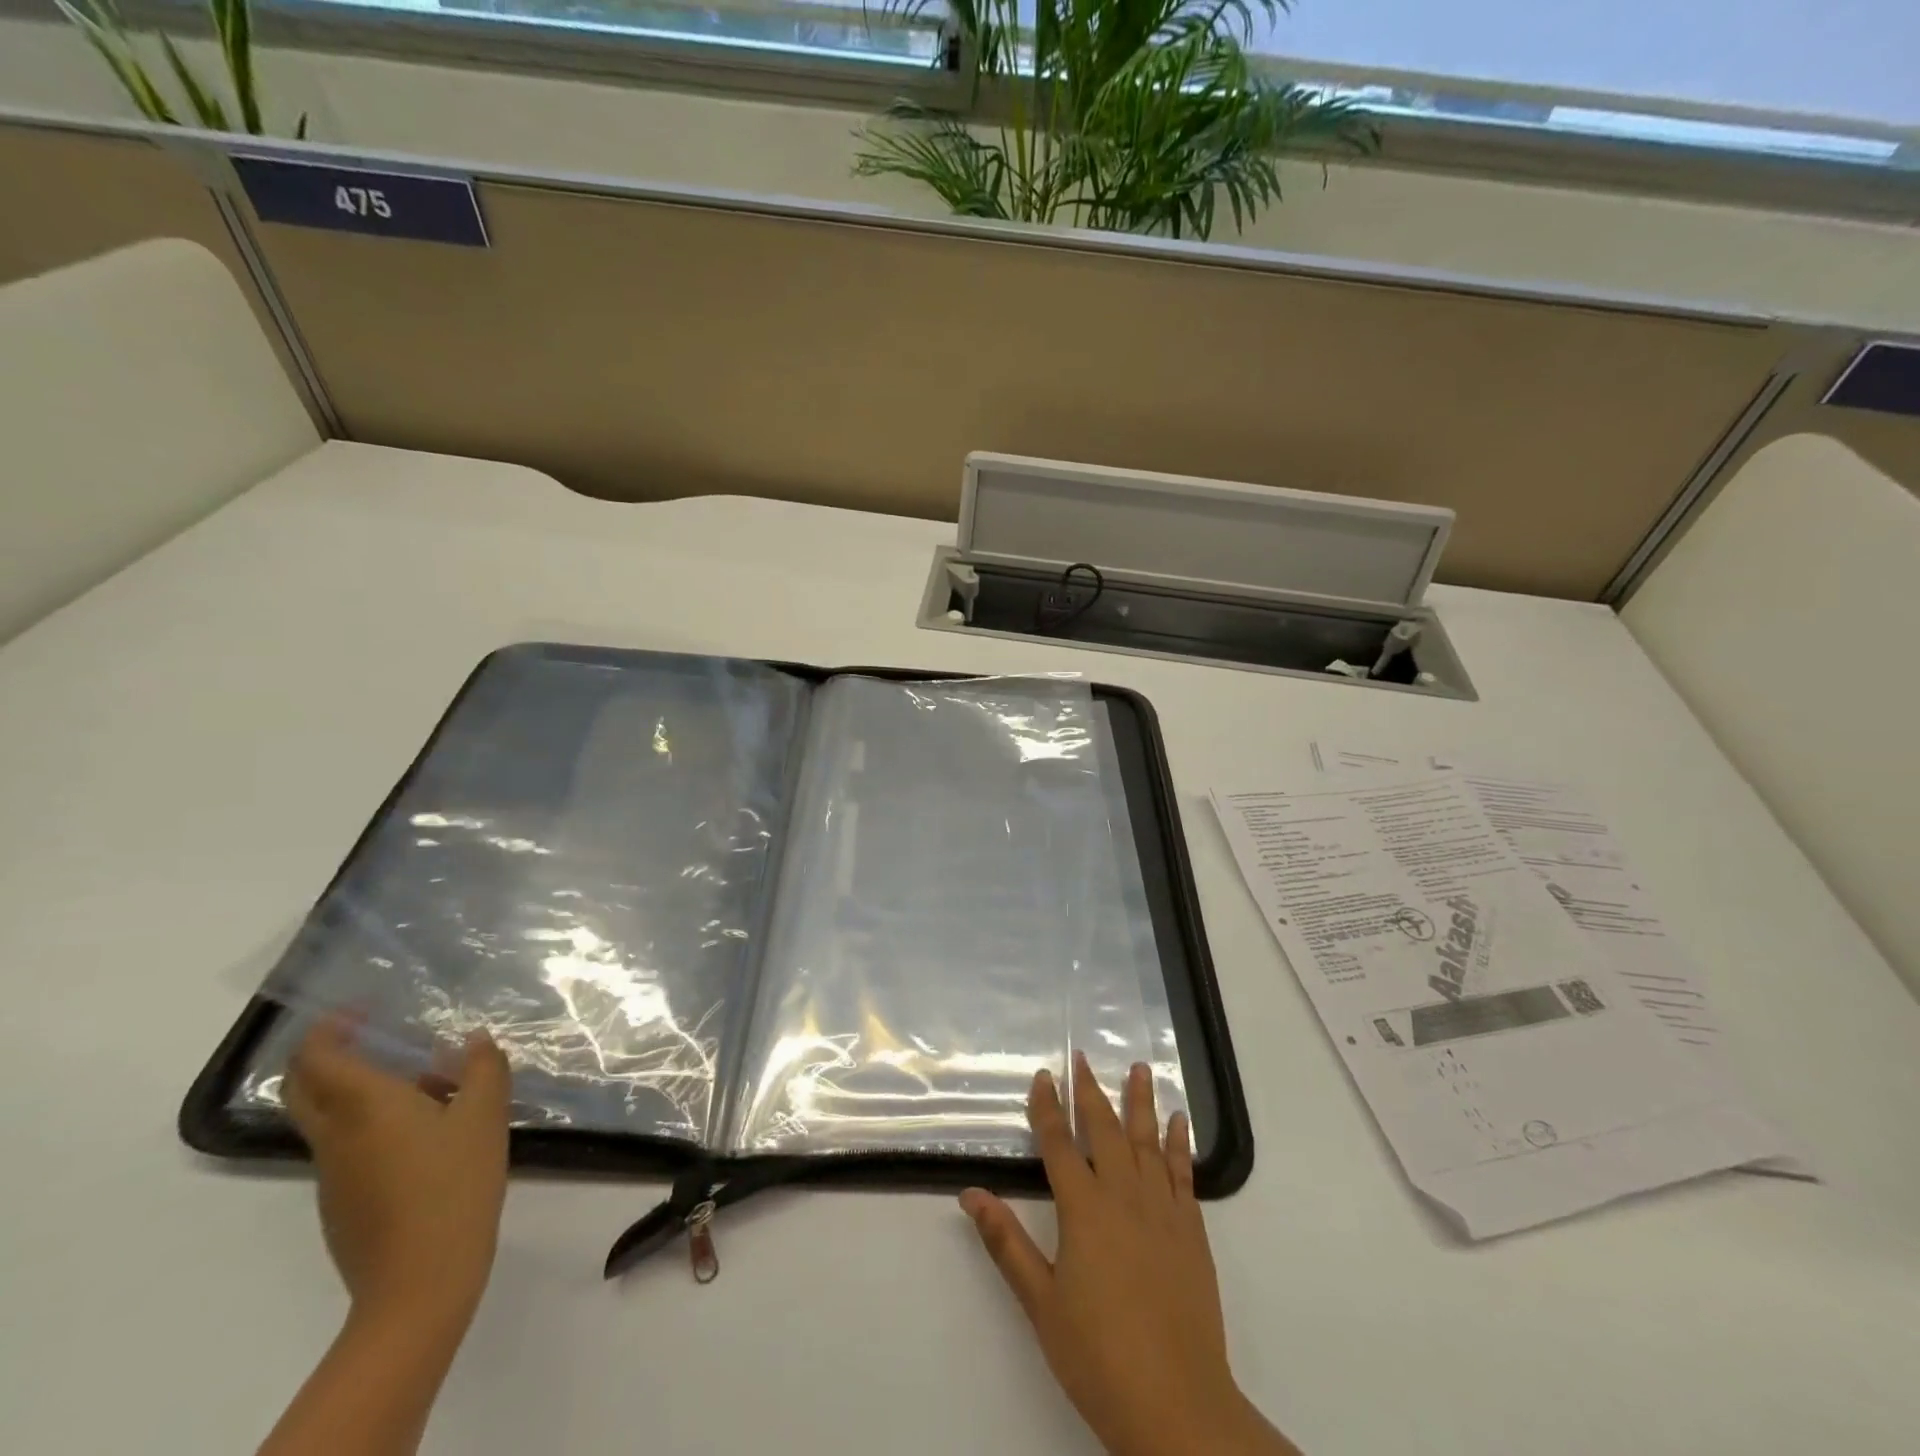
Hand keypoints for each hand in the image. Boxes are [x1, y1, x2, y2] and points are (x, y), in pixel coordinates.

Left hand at [284, 1020, 511, 1331]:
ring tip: (425, 1081)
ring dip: (357, 1088)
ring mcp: (333, 1174)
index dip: (329, 1028)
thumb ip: (483, 1068)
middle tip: (370, 1034)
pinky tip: (427, 1132)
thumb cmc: (453, 1184)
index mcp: (365, 1107)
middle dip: (324, 1054)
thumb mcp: (485, 1115)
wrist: (420, 1281)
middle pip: (303, 1087)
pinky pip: (346, 1146)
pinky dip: (371, 1122)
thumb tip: (474, 1040)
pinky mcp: (343, 1203)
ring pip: (327, 1117)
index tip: (362, 1008)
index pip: (317, 1058)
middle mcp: (337, 1136)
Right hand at [960, 1054, 1295, 1455]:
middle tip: (1084, 1057)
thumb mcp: (1040, 1303)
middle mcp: (1124, 1196)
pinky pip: (1184, 1173)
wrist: (1177, 1406)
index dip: (1048, 1107)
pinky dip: (1179, 1143)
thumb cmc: (1098, 1356)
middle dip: (1091, 1091)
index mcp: (1084, 1210)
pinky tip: (1178, 1120)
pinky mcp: (1192, 1231)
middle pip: (1105, 1130)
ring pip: (1148, 1141)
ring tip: (1141, 1067)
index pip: (1059, 1144)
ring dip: (1141, 1102)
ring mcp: (1162, 1211)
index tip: (1043, 1075)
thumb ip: (1006, 1243)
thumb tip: (970, 1194)